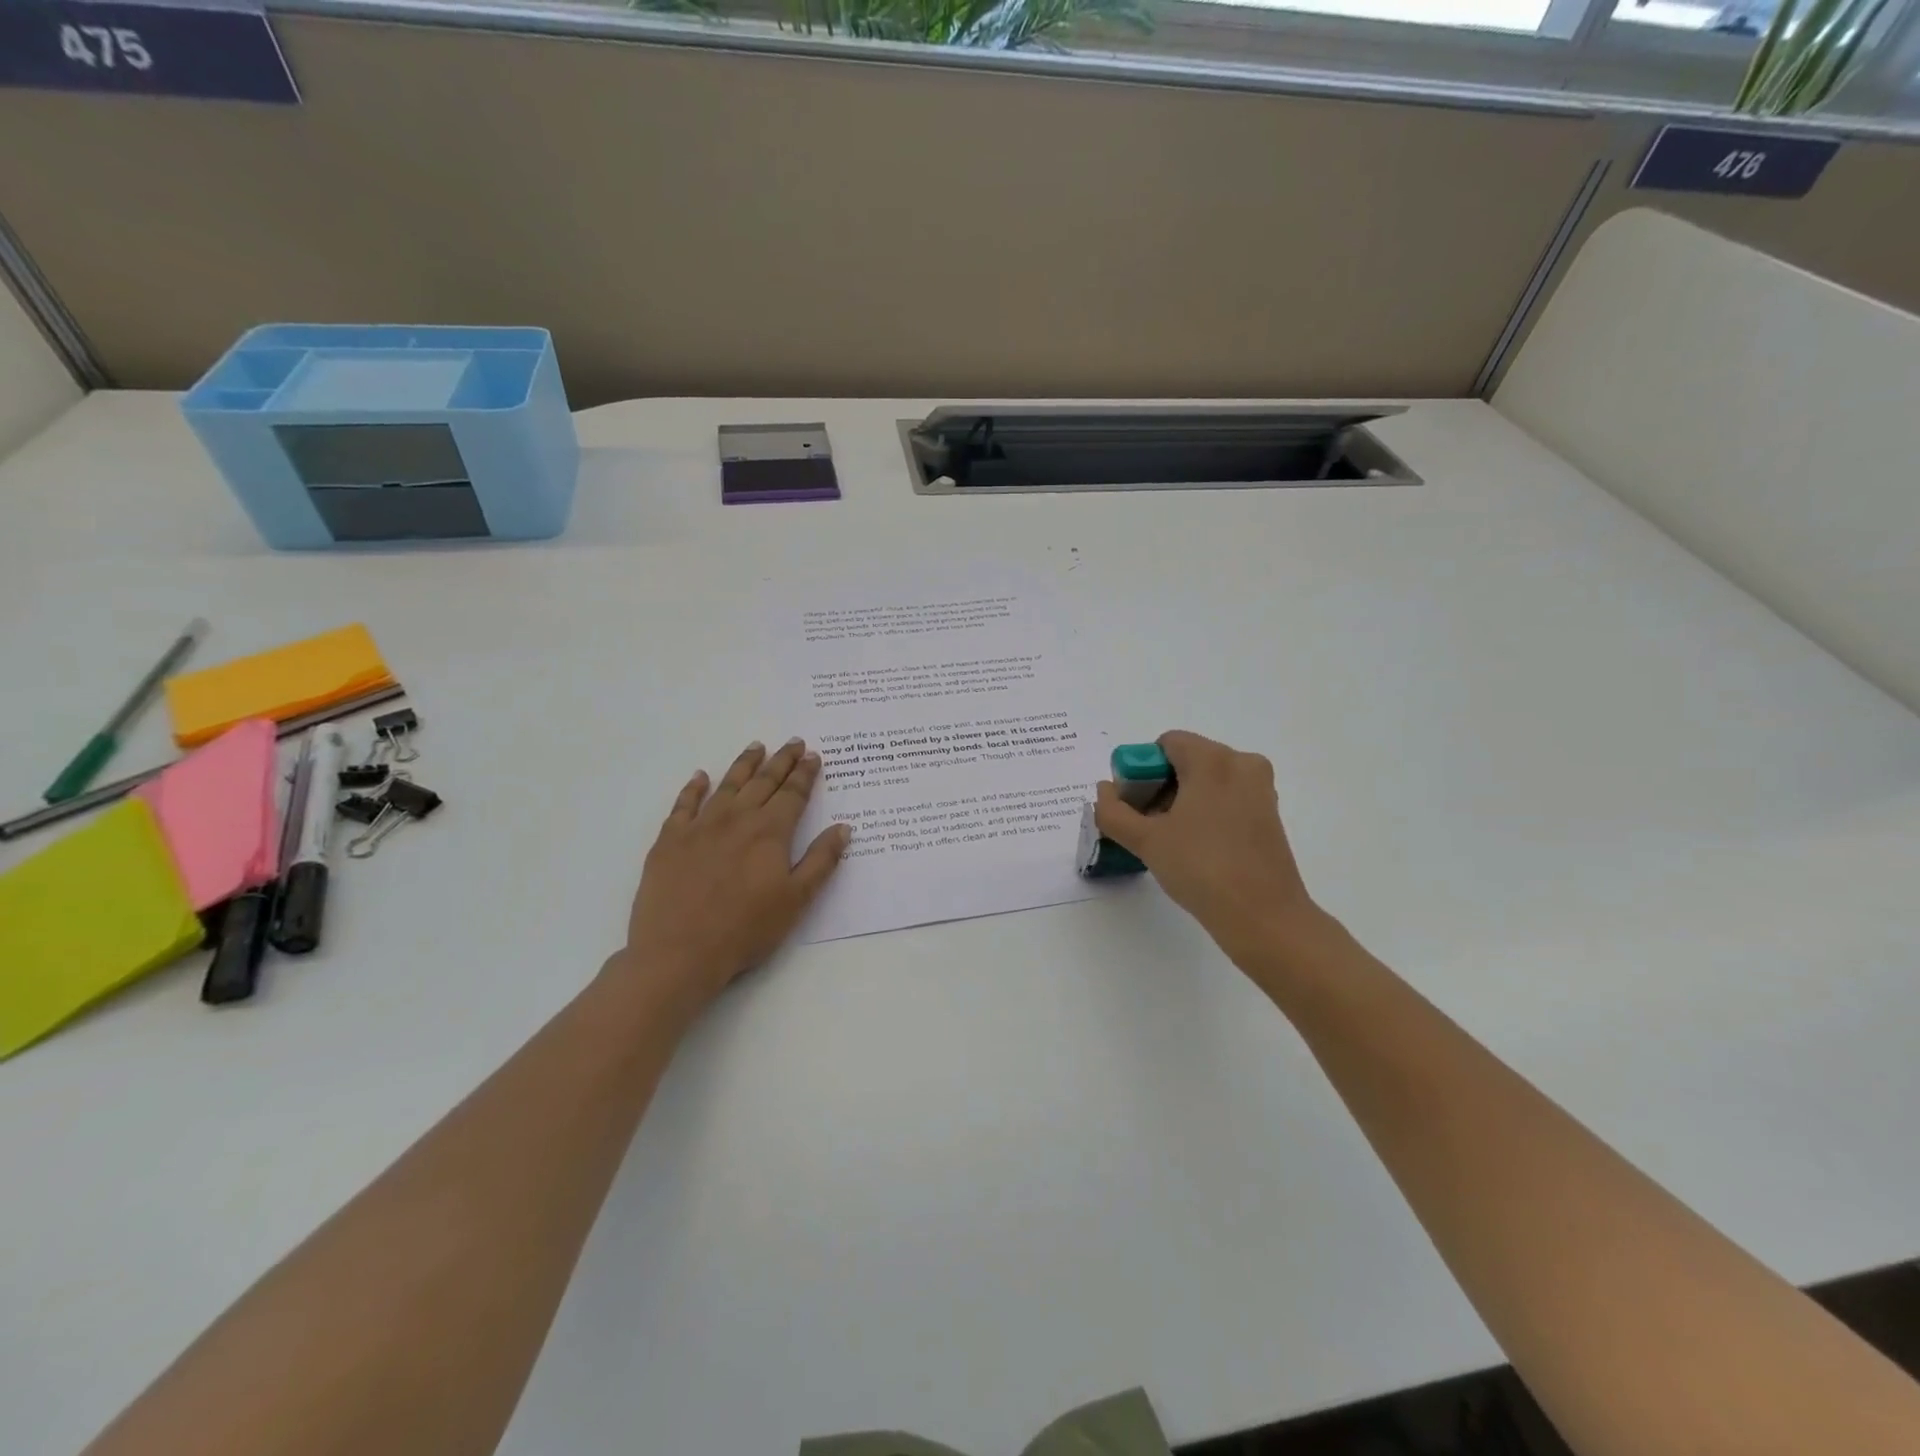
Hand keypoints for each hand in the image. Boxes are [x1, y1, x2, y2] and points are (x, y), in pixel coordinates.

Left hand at [610, 739, 849, 1021]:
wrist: (678, 952)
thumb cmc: (745, 930)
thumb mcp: (796, 900)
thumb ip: (821, 861)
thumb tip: (843, 827)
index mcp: (770, 832)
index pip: (792, 794)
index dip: (805, 774)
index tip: (813, 756)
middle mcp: (737, 819)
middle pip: (763, 782)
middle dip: (781, 761)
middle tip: (793, 742)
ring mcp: (700, 827)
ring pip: (727, 786)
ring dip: (744, 765)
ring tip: (756, 747)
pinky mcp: (670, 840)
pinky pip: (683, 805)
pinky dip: (693, 788)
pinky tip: (700, 777)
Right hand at [1094, 730, 1324, 975]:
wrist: (1263, 917)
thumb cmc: (1201, 868)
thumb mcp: (1145, 840)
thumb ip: (1114, 811)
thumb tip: (1105, 790)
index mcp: (1212, 759)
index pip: (1165, 744)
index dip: (1141, 770)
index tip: (1133, 805)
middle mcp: (1241, 764)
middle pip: (1187, 760)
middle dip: (1160, 786)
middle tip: (1145, 825)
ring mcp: (1260, 790)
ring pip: (1208, 781)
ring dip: (1182, 801)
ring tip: (1168, 840)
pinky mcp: (1270, 815)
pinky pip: (1228, 799)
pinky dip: (1206, 812)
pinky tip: (1195, 848)